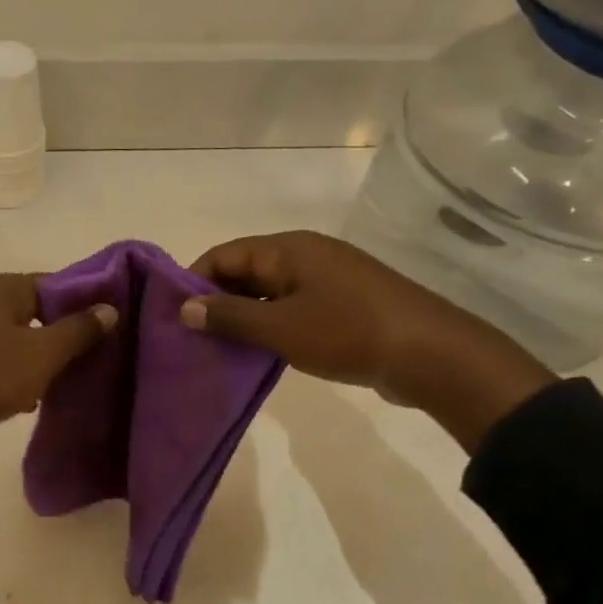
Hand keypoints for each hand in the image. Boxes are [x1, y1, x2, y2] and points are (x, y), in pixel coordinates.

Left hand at [0, 274, 116, 476]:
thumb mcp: (41, 354)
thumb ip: (78, 329)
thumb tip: (109, 308)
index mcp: (4, 289)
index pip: (58, 283)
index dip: (87, 302)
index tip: (113, 326)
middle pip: (40, 312)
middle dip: (67, 335)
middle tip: (98, 357)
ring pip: (21, 340)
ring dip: (44, 360)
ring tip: (72, 381)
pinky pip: (2, 362)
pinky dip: (19, 376)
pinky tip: (34, 399)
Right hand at [180, 231, 554, 451]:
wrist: (430, 355)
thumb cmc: (348, 332)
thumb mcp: (280, 327)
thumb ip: (229, 317)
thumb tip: (184, 308)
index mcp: (288, 249)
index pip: (224, 254)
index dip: (194, 281)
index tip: (172, 316)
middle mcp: (305, 255)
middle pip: (245, 271)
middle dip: (216, 301)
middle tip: (191, 338)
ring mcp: (326, 280)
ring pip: (268, 292)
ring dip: (243, 317)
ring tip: (216, 349)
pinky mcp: (342, 305)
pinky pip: (291, 308)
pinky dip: (270, 326)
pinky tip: (257, 353)